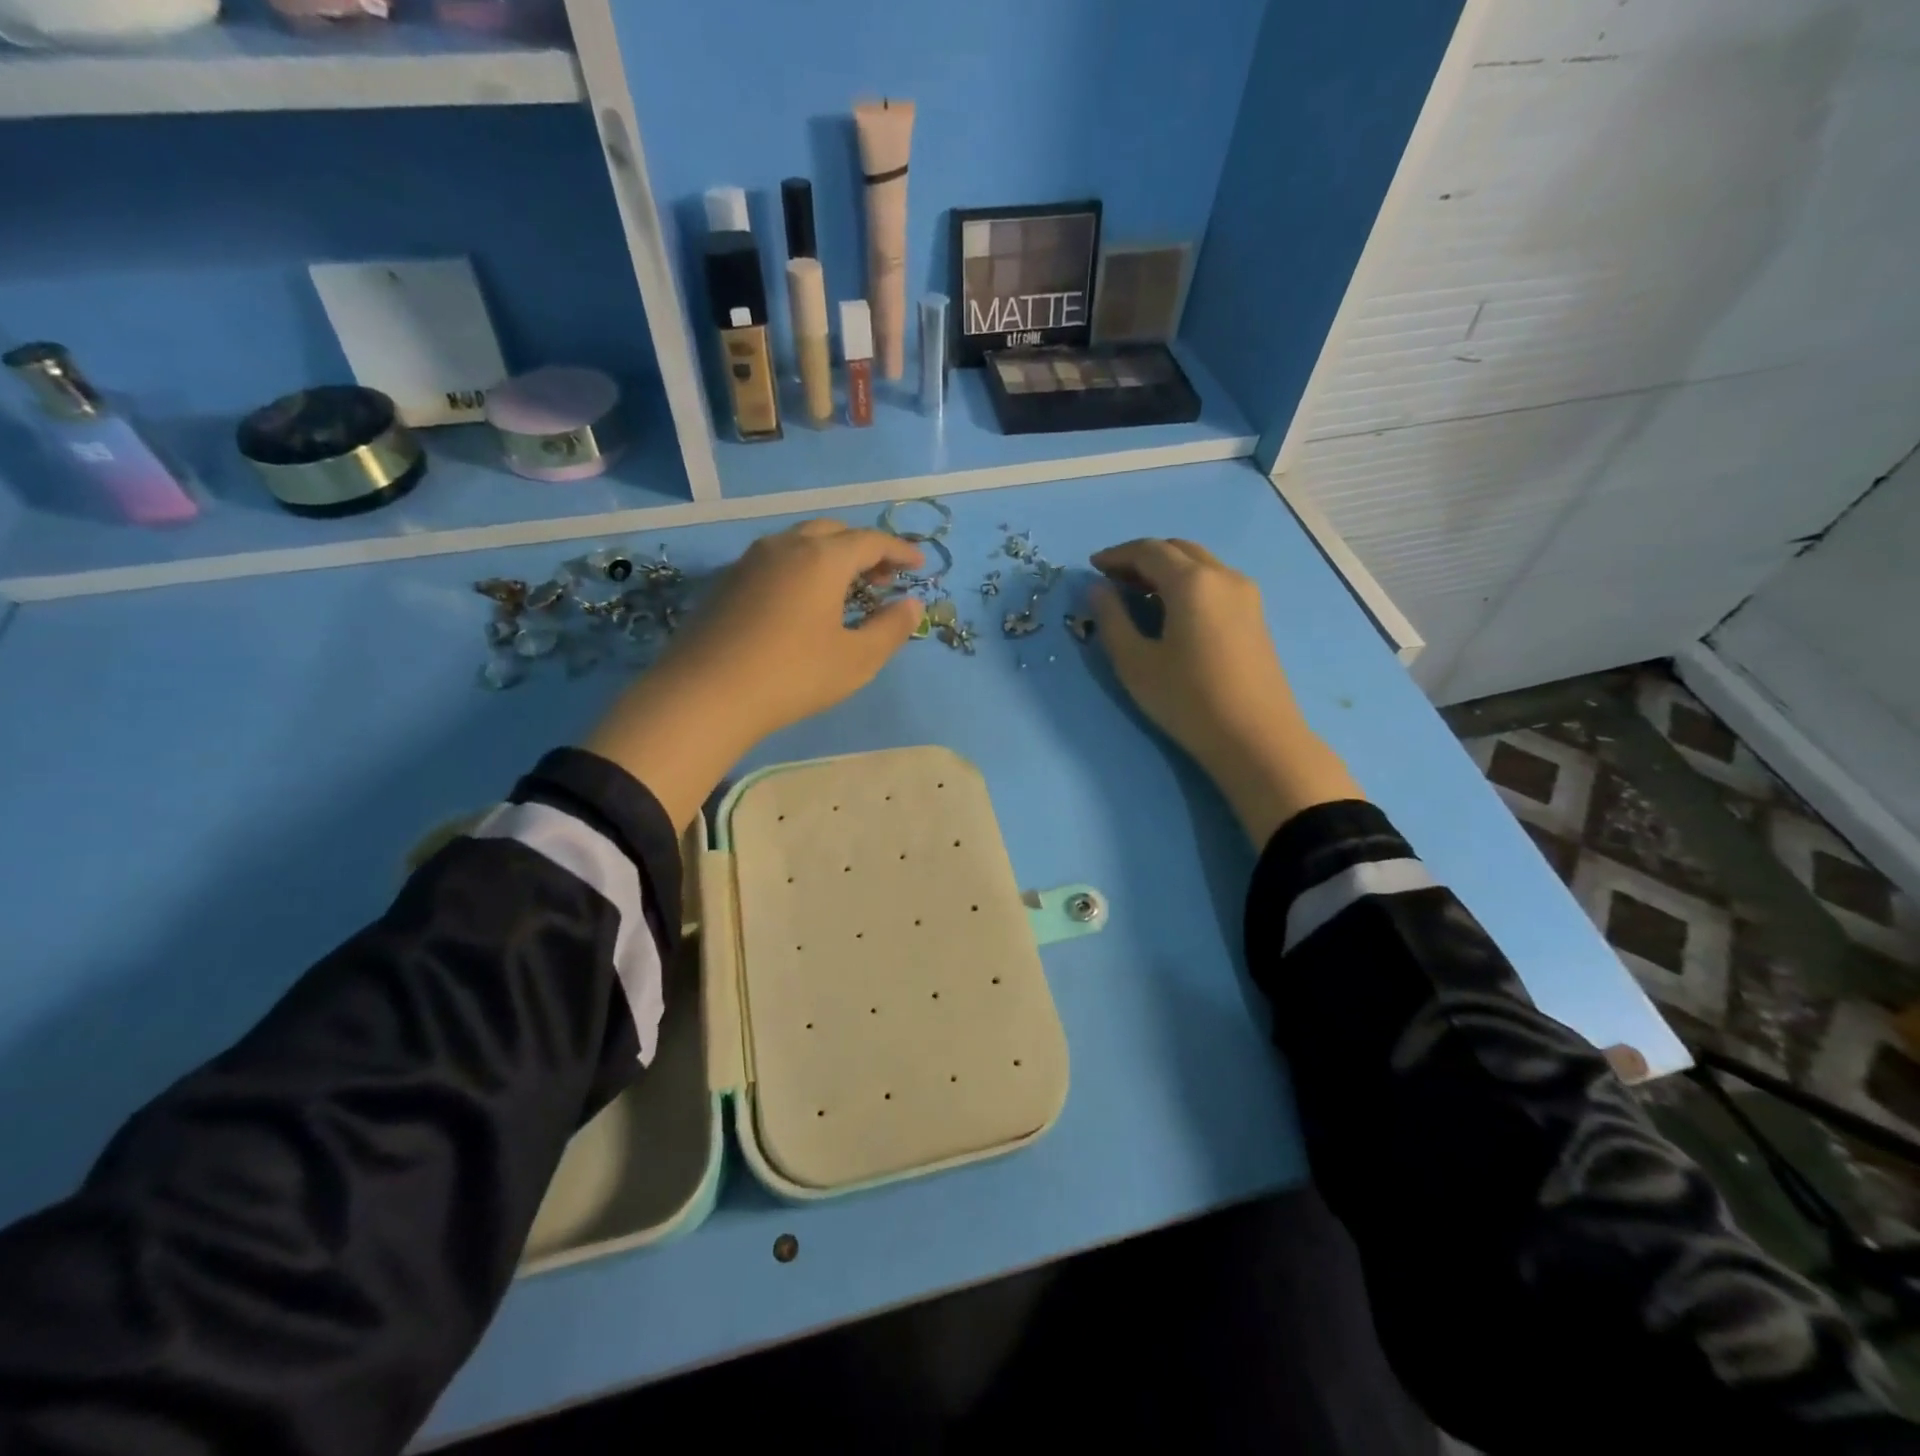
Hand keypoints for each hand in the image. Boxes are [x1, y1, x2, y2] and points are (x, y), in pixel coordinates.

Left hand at [585, 520, 924, 828]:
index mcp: (822, 558)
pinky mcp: (727, 582)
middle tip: (883, 577)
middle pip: (834, 531)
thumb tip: (911, 604)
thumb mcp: (857, 659)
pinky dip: (802, 568)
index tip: (918, 564)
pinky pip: (776, 560)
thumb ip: (891, 628)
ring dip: (831, 556)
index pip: (871, 540)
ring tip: (847, 588)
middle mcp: (785, 546)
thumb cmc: (794, 675)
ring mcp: (750, 561)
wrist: (706, 694)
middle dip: (864, 548)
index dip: (899, 550)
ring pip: (801, 542)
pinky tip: (804, 601)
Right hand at [1089, 538, 1362, 846]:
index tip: (1092, 567)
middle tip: (1113, 579)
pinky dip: (1187, 583)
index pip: (1149, 551)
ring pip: (1199, 564)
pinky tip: (1171, 611)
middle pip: (1177, 549)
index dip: (1117, 555)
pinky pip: (1214, 582)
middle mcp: (1223, 576)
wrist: (1255, 738)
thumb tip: (1098, 589)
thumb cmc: (1188, 700)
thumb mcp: (1135, 663)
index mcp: (1192, 582)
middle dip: (1142, 558)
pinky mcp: (1255, 615)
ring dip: (1166, 569)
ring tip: (1138, 594)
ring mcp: (1245, 595)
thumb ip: (1111, 619)